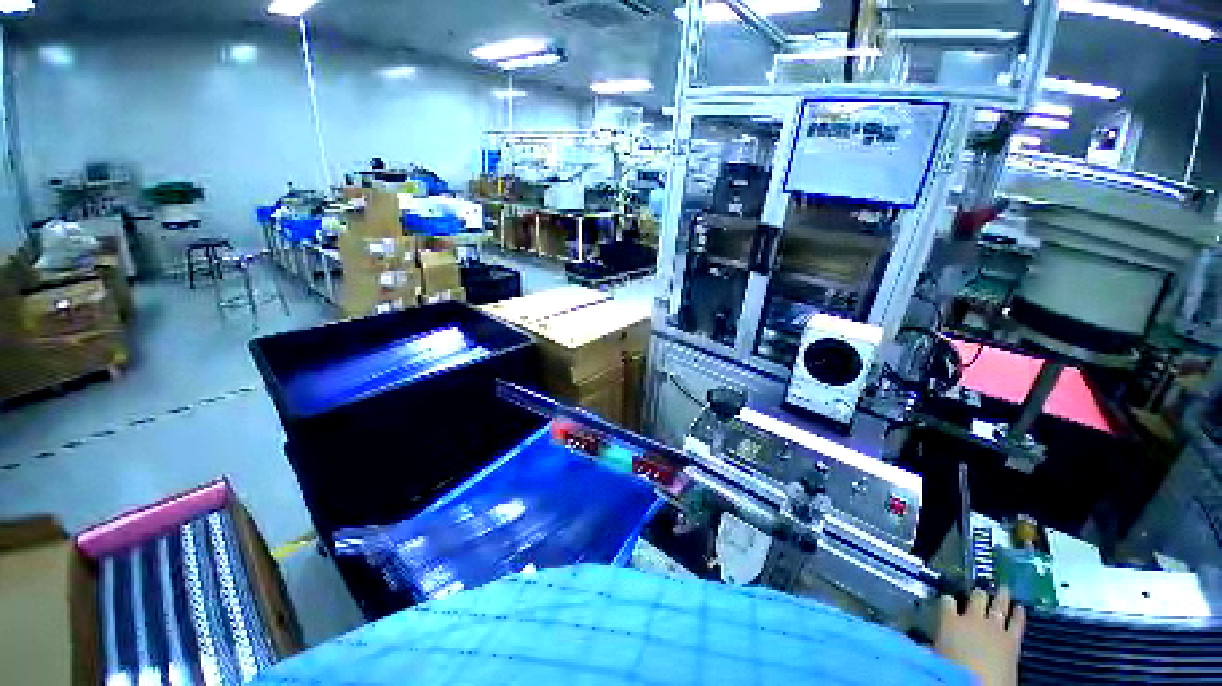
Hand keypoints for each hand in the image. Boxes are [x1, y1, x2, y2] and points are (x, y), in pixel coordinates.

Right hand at [934, 586, 1025, 685]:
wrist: (979, 685)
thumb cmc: (951, 670)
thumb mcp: (937, 653)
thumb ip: (936, 640)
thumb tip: (927, 639)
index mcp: (950, 620)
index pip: (947, 600)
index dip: (947, 599)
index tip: (948, 598)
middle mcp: (972, 618)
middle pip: (976, 597)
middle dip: (978, 593)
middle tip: (979, 591)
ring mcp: (994, 628)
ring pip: (998, 604)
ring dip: (1001, 596)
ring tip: (1004, 588)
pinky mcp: (1012, 640)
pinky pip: (1017, 623)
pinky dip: (1019, 614)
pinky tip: (1020, 607)